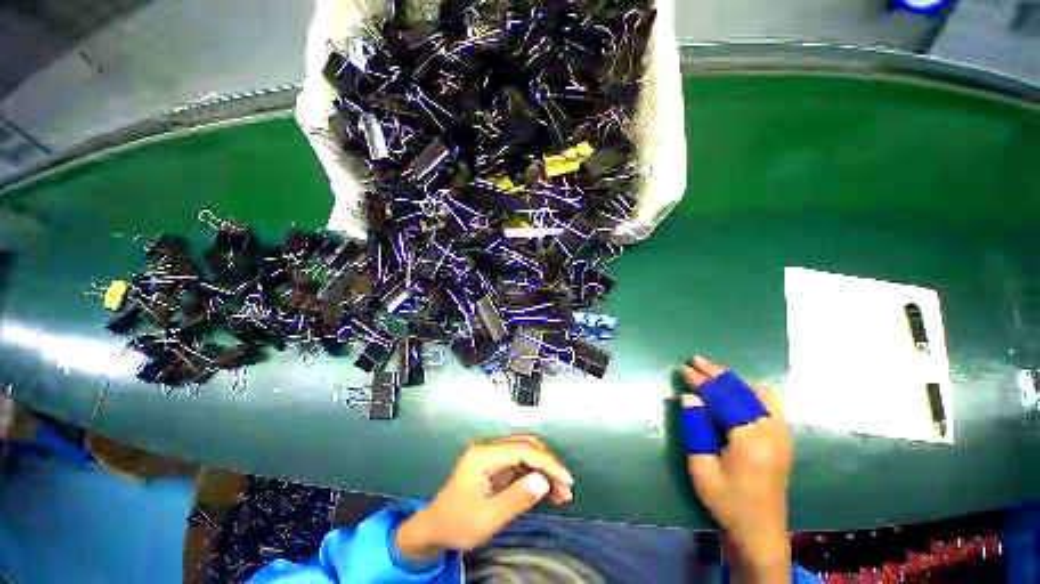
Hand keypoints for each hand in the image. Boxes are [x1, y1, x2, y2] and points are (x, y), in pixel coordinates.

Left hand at [395, 434, 574, 560]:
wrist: (435, 529)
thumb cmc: (457, 524)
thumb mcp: (487, 519)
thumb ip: (516, 498)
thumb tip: (544, 481)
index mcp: (484, 455)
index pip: (522, 450)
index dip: (547, 462)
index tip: (566, 480)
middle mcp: (489, 448)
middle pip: (526, 445)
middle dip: (548, 463)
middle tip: (566, 487)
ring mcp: (492, 455)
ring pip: (526, 452)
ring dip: (545, 469)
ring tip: (562, 493)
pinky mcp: (496, 465)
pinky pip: (521, 463)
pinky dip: (537, 474)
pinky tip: (549, 491)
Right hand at [681, 356, 793, 583]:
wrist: (761, 529)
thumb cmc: (727, 501)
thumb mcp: (701, 466)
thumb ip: (695, 428)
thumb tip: (689, 397)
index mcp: (750, 440)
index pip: (723, 398)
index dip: (702, 382)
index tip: (684, 368)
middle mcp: (771, 431)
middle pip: (742, 391)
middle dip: (716, 373)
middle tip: (695, 360)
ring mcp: (782, 433)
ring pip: (758, 393)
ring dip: (733, 379)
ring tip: (712, 370)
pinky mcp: (784, 437)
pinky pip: (770, 402)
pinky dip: (752, 389)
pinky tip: (739, 387)